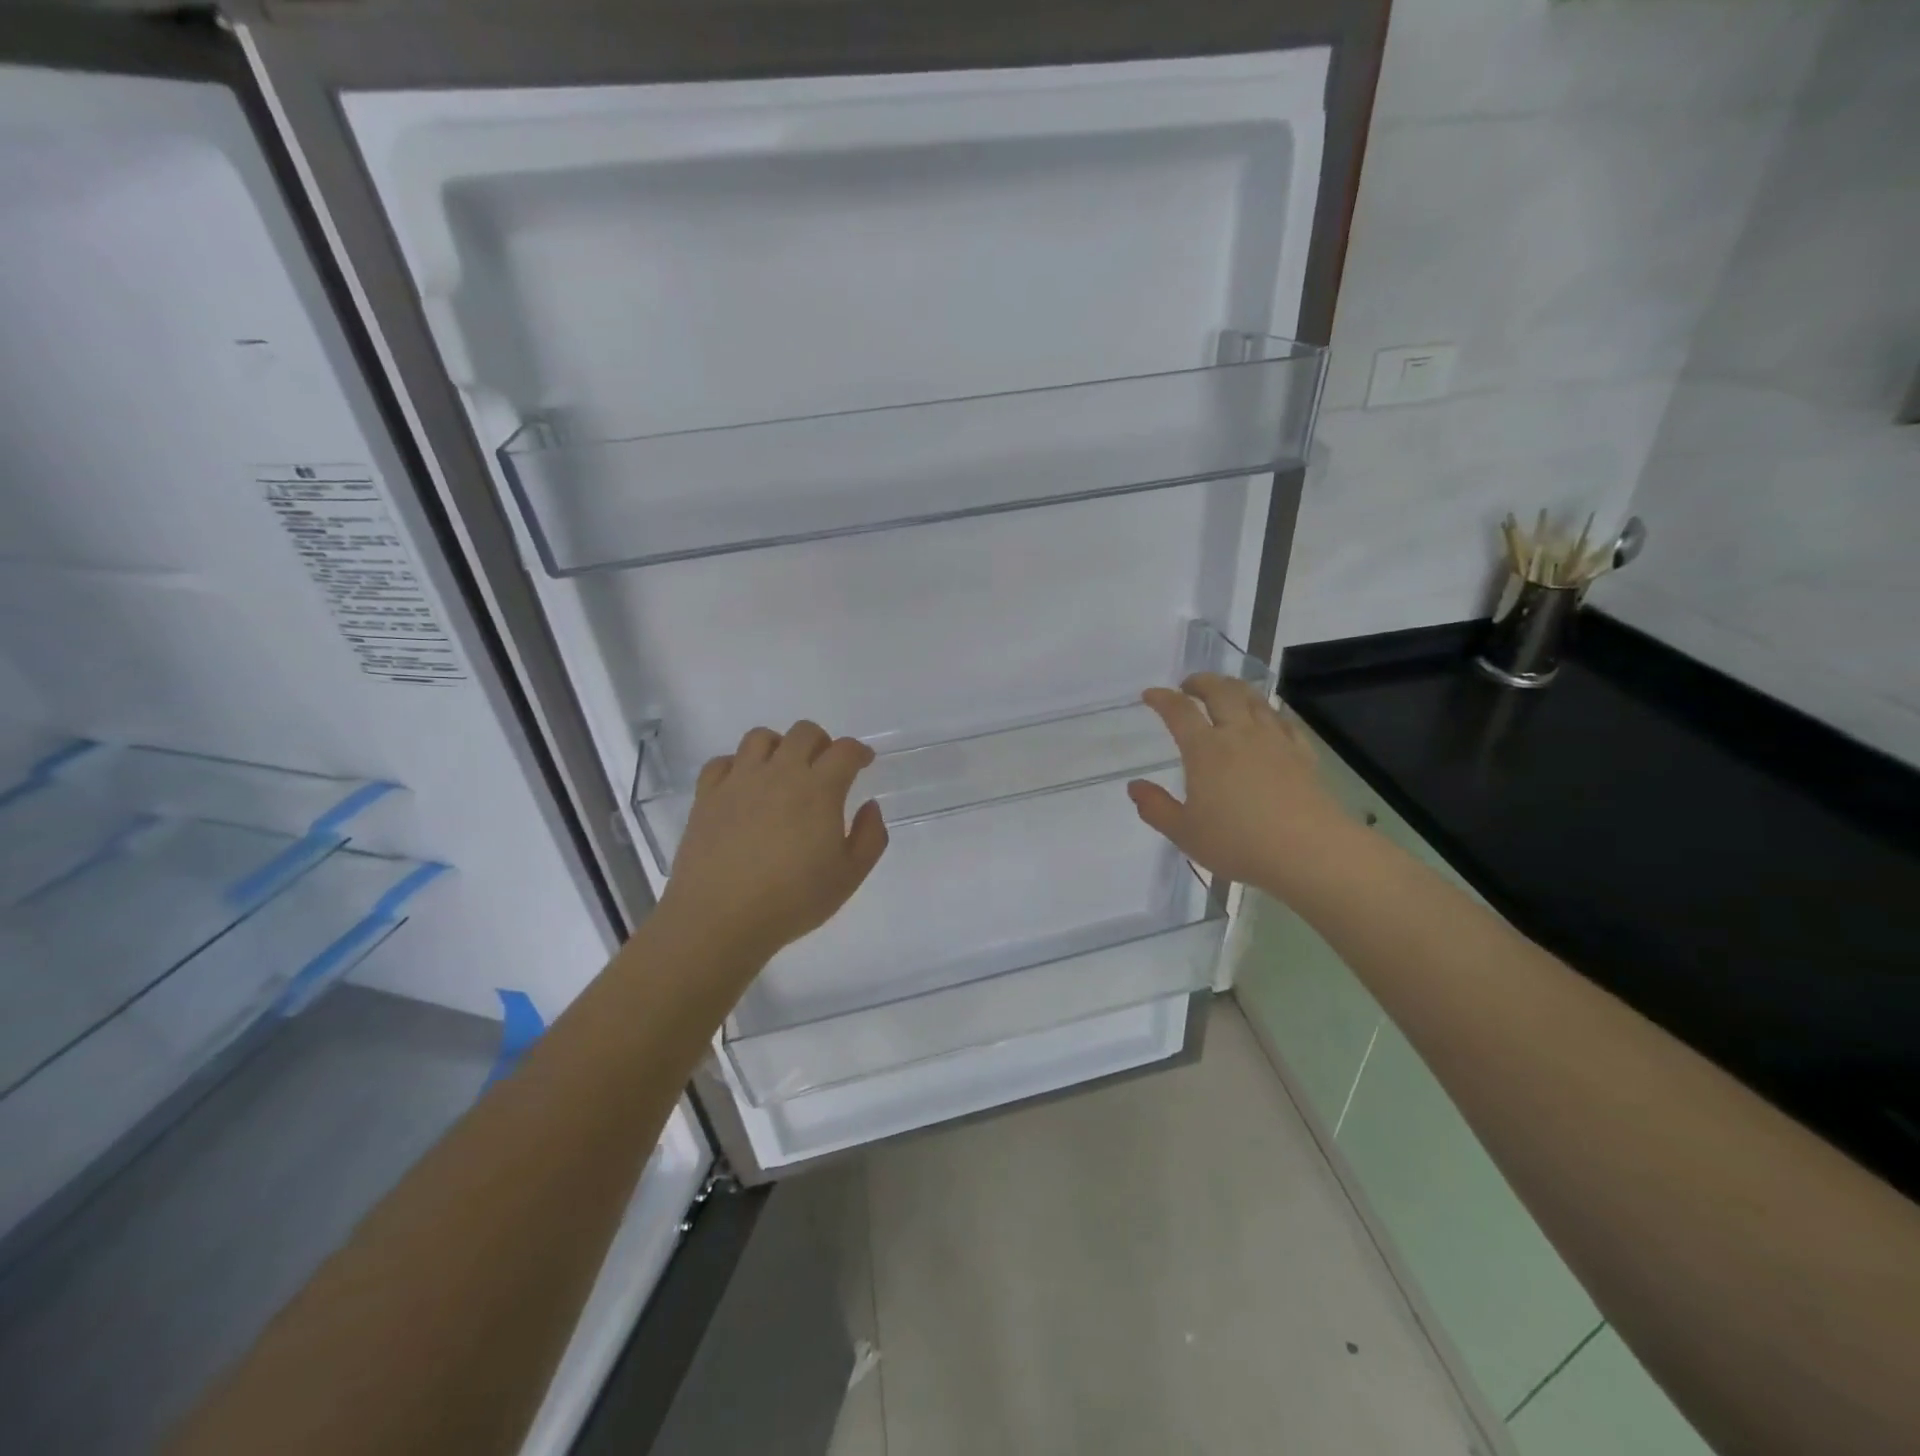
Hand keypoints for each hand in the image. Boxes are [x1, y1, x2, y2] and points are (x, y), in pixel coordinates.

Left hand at [660, 721, 888, 960]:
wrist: (719, 919)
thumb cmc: (792, 900)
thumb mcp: (849, 877)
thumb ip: (870, 837)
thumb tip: (869, 806)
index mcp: (819, 789)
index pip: (845, 751)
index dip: (859, 751)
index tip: (864, 762)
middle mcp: (779, 773)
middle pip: (804, 732)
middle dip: (821, 743)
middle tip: (824, 768)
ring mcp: (739, 781)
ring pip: (760, 737)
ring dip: (779, 747)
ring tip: (782, 772)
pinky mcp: (707, 796)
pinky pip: (722, 762)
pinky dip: (737, 766)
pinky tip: (743, 787)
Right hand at [1128, 675, 1355, 899]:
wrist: (1310, 852)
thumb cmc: (1238, 843)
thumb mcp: (1184, 833)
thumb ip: (1156, 807)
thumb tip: (1134, 787)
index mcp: (1205, 749)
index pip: (1179, 711)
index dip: (1162, 699)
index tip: (1150, 695)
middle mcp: (1239, 733)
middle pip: (1220, 691)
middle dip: (1201, 682)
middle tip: (1189, 685)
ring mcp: (1275, 740)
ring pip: (1254, 699)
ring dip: (1234, 688)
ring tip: (1225, 692)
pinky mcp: (1302, 753)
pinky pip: (1283, 720)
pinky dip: (1269, 711)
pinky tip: (1268, 719)